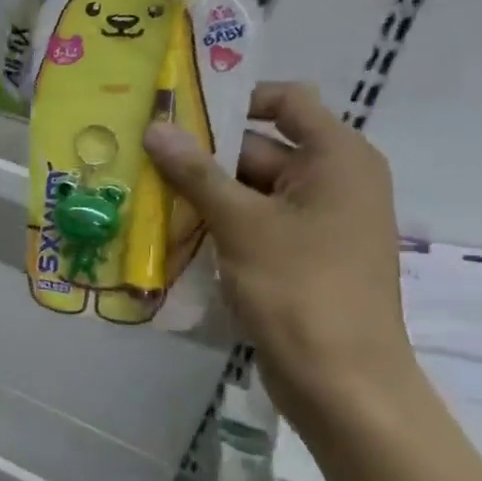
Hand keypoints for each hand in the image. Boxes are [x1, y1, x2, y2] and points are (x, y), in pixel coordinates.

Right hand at [144, 82, 414, 426]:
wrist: (340, 381)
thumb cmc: (299, 288)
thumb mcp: (241, 223)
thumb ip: (196, 172)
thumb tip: (155, 128)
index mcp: (337, 158)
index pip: (286, 102)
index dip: (235, 100)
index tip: (180, 114)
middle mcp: (333, 181)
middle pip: (259, 149)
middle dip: (202, 156)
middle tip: (141, 159)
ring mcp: (317, 222)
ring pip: (249, 191)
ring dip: (202, 194)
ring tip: (143, 194)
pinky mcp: (299, 256)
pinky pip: (253, 224)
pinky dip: (217, 224)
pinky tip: (170, 232)